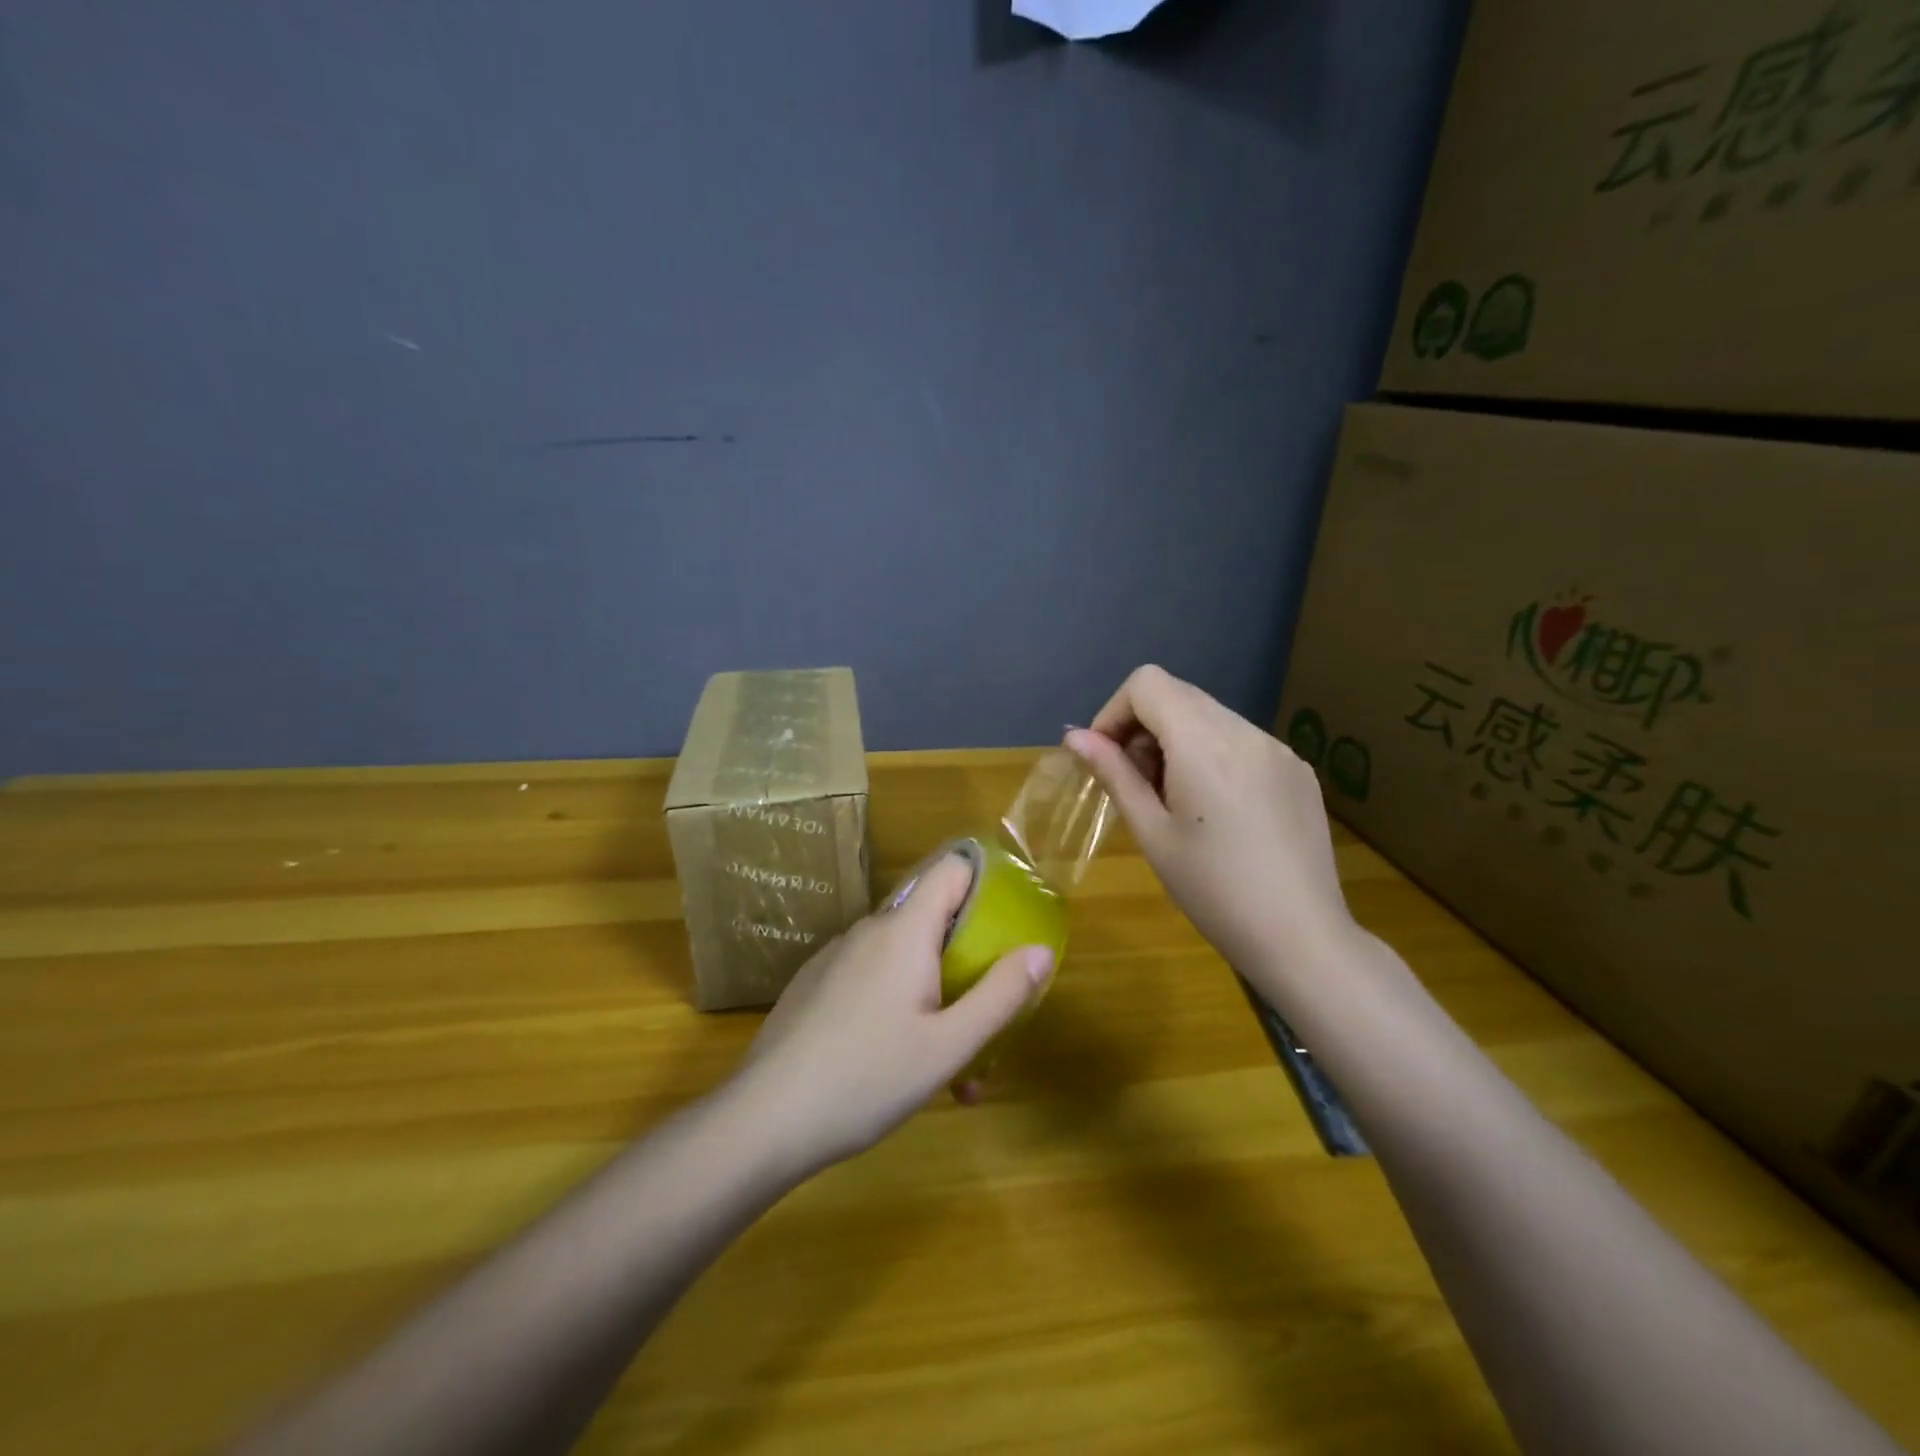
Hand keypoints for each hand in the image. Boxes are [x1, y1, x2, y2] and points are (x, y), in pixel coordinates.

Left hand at [740, 855, 1053, 1172]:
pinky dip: (897, 1007)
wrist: (764, 1119)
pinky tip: (896, 1066)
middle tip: (985, 1020)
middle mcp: (869, 930)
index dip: (986, 882)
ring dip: (935, 998)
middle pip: (933, 922)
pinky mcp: (814, 985)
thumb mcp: (948, 1046)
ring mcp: (836, 957)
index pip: (951, 869)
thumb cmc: (867, 1078)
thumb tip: (1040, 950)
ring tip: (950, 1072)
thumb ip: (1000, 995)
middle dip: (967, 963)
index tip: (1011, 922)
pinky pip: (870, 980)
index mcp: (904, 931)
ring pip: (902, 960)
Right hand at [1064, 665, 1358, 989]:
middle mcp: (1245, 730)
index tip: (1106, 758)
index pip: (1147, 683)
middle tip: (1137, 785)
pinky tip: (1218, 811)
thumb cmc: (1212, 890)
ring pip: (1210, 716)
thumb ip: (1114, 774)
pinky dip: (1213, 755)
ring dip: (1178, 741)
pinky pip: (1242, 741)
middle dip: (1143, 727)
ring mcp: (1278, 748)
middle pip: (1178, 694)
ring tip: (1176, 801)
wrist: (1301, 937)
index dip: (1114, 712)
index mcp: (1204, 742)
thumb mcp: (1152, 832)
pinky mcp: (1298, 770)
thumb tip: (1076, 738)